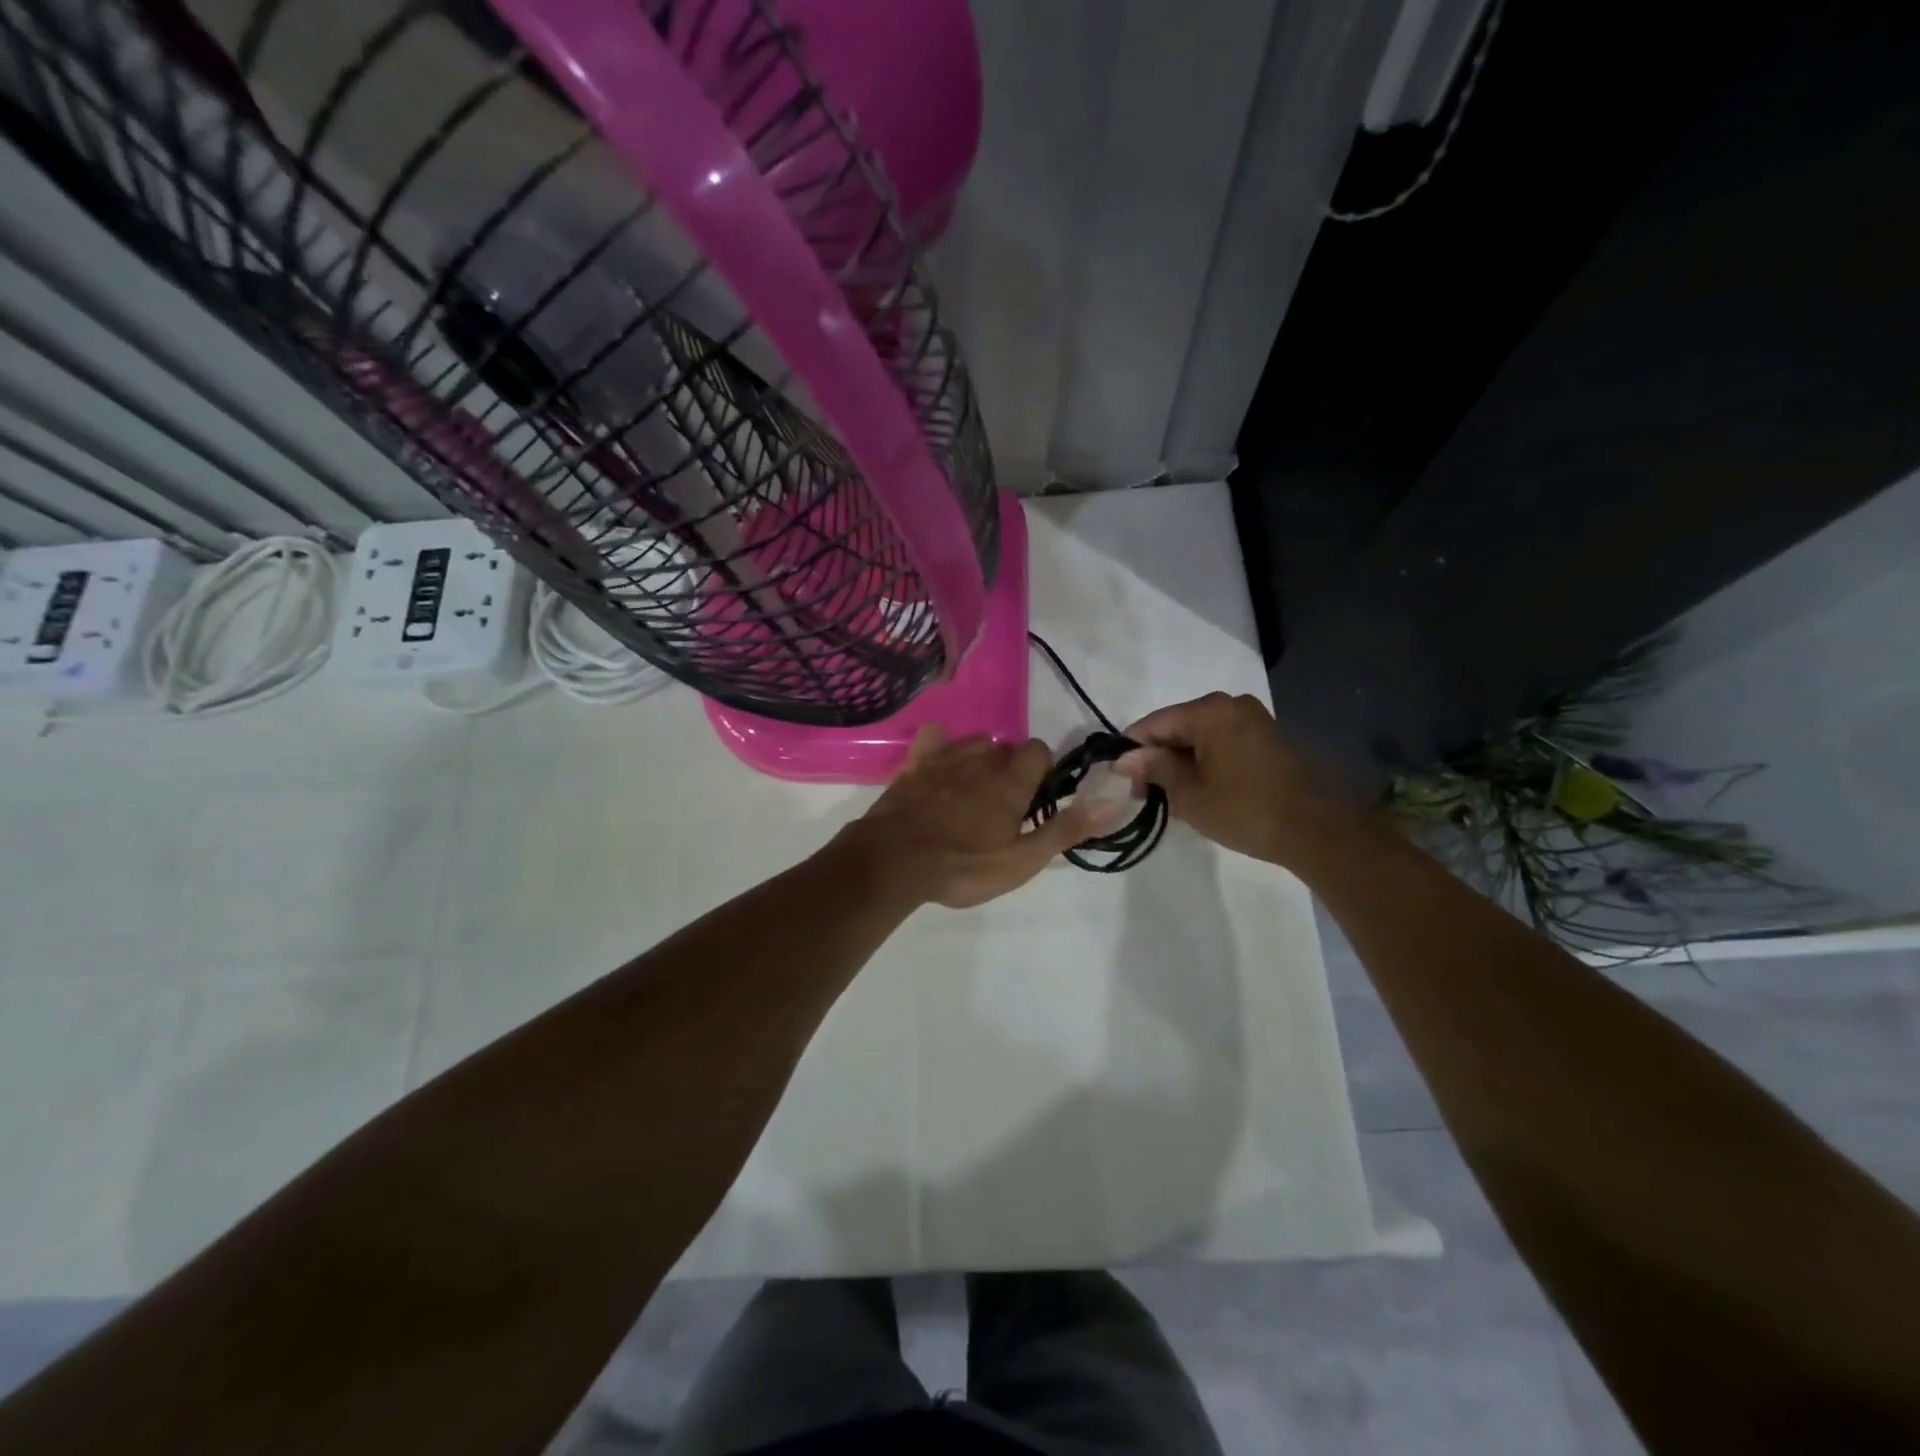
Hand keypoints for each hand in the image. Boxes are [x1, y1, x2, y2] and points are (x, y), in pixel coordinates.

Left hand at [837, 725, 1109, 908]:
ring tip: (971, 794)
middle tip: (1002, 808)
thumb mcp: (1022, 860)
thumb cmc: (963, 866)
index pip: (1039, 750)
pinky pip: (933, 739)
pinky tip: (937, 768)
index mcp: (1010, 780)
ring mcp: (944, 758)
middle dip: (1010, 769)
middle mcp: (980, 759)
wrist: (893, 862)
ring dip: (978, 759)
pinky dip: (939, 747)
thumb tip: (1113, 798)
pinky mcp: (913, 765)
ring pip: (973, 743)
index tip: (1033, 801)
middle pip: (1006, 748)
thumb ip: (1066, 828)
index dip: (1041, 772)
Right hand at [1116, 692, 1354, 864]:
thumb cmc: (1244, 809)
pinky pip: (1223, 743)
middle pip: (1179, 726)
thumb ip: (1154, 769)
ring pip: (1201, 736)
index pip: (1154, 723)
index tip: (1119, 777)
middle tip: (1144, 791)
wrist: (1315, 829)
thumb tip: (1126, 759)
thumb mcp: (1189, 793)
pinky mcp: (1269, 738)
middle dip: (1159, 756)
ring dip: (1183, 760)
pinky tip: (1200, 788)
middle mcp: (1232, 704)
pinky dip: (1207, 761)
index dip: (1132, 749)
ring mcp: (1254, 719)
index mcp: (1209, 711)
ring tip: (1171, 795)